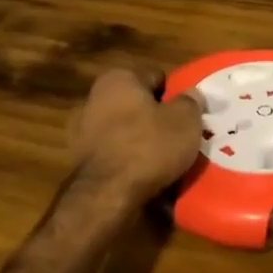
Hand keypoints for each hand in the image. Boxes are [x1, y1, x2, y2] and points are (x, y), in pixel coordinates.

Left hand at [68, 68, 202, 205]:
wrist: (106, 196)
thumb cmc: (148, 146)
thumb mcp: (185, 120)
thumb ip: (190, 102)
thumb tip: (191, 93)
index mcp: (118, 78)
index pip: (156, 76)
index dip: (176, 93)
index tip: (189, 113)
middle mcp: (94, 98)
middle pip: (138, 104)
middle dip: (157, 117)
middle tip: (181, 135)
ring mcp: (83, 131)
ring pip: (126, 130)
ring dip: (143, 141)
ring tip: (166, 159)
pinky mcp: (81, 161)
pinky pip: (116, 154)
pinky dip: (129, 161)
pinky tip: (147, 175)